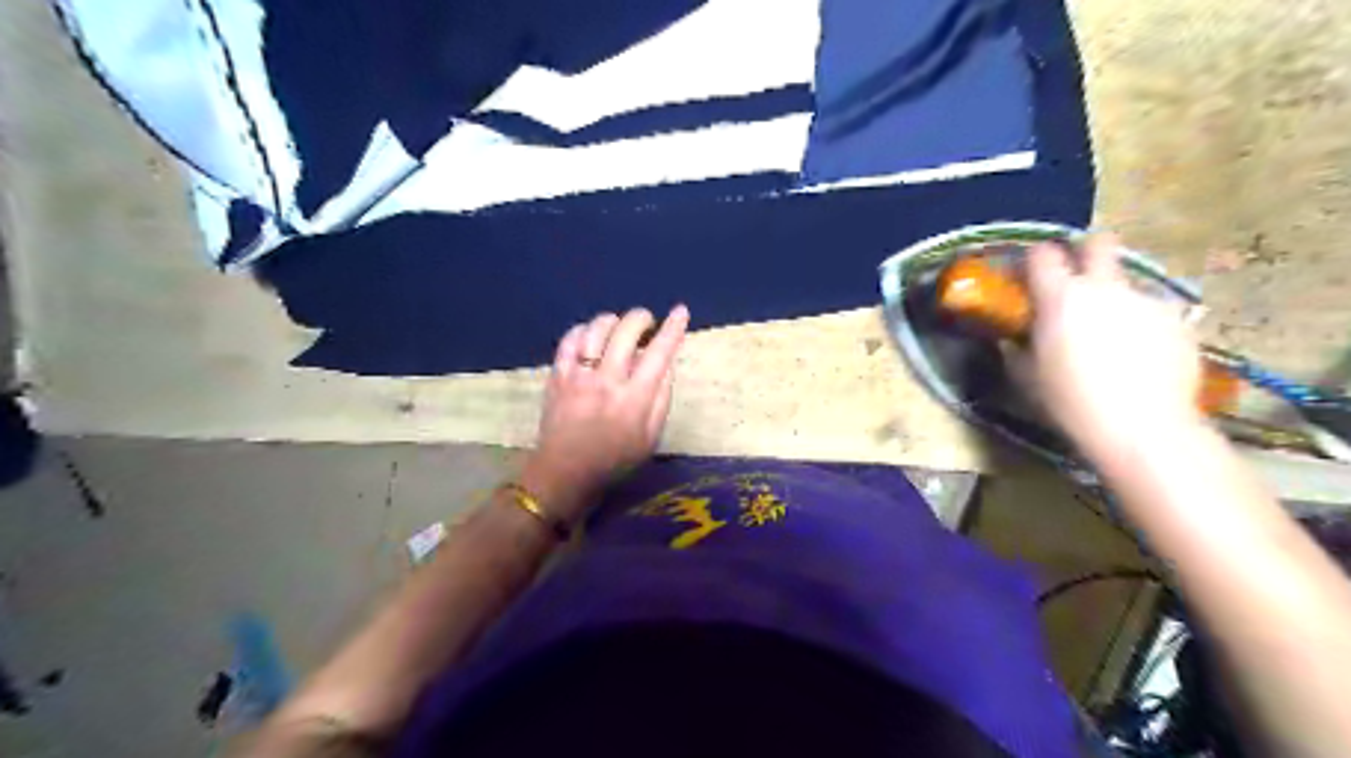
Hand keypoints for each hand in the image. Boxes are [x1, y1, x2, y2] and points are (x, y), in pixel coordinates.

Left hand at [520, 302, 689, 520]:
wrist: (564, 474)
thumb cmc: (615, 461)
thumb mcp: (650, 438)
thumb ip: (661, 399)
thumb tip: (667, 365)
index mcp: (635, 398)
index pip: (659, 353)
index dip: (673, 329)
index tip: (681, 311)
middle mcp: (607, 380)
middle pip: (626, 331)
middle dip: (642, 318)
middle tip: (647, 322)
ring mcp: (579, 376)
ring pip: (596, 329)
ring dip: (613, 320)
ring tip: (619, 326)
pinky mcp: (557, 376)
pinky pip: (569, 340)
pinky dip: (583, 330)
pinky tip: (591, 335)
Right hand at [1025, 234, 1203, 459]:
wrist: (1141, 427)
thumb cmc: (1070, 402)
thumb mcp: (1028, 377)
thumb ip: (1019, 349)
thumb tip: (1014, 340)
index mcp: (1060, 298)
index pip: (1042, 255)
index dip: (1035, 259)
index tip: (1031, 273)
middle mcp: (1104, 288)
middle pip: (1099, 243)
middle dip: (1087, 249)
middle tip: (1079, 273)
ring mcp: (1146, 300)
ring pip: (1127, 282)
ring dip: (1115, 296)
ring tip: (1114, 332)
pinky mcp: (1178, 320)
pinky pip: (1153, 310)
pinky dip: (1143, 323)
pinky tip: (1141, 353)